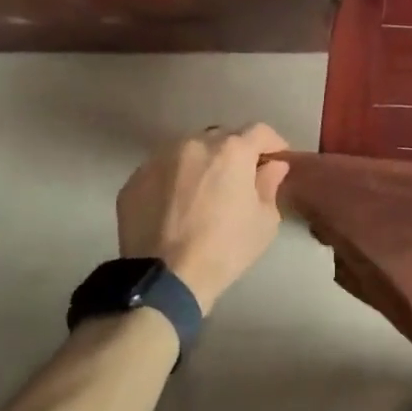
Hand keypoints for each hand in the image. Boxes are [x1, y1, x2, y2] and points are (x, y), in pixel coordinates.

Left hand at [116, 124, 288, 313]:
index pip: (260, 131)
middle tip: (240, 178)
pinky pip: (164, 169)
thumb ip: (270, 184)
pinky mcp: (135, 179)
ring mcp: (160, 158)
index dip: (272, 144)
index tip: (275, 161)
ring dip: (202, 163)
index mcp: (231, 150)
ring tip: (204, 190)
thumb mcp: (264, 221)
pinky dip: (175, 179)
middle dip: (236, 152)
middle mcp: (194, 143)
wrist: (165, 279)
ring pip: (189, 150)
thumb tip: (272, 166)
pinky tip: (177, 205)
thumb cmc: (225, 249)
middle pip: (222, 137)